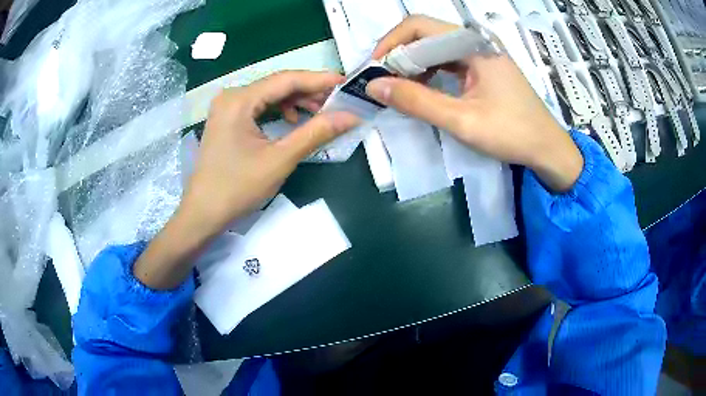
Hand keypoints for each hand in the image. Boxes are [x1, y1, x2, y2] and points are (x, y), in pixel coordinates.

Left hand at [181, 71, 359, 237]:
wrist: (203, 213)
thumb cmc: (237, 188)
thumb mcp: (280, 159)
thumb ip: (316, 133)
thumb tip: (351, 116)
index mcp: (240, 100)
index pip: (286, 80)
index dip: (319, 79)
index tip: (346, 83)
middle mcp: (232, 96)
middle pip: (278, 84)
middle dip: (309, 92)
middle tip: (338, 102)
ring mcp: (227, 107)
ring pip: (270, 95)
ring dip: (296, 101)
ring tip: (321, 113)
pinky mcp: (228, 119)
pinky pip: (260, 106)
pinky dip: (280, 110)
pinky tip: (293, 121)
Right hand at [367, 15, 583, 192]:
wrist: (547, 149)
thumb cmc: (512, 133)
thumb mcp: (462, 120)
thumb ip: (417, 101)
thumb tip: (374, 86)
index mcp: (474, 44)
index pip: (419, 26)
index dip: (391, 43)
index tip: (374, 69)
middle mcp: (476, 41)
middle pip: (425, 34)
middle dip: (399, 55)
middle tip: (383, 83)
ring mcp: (480, 53)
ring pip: (435, 48)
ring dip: (412, 65)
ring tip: (399, 89)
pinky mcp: (482, 67)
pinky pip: (447, 60)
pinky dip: (429, 72)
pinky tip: (422, 90)